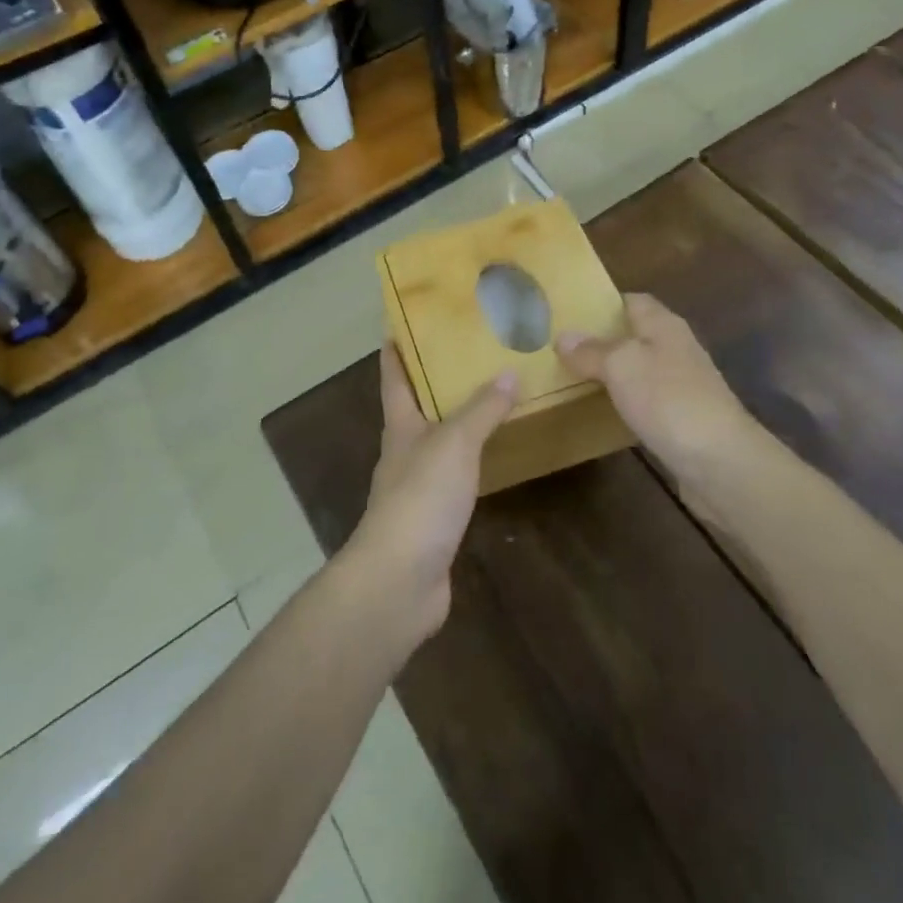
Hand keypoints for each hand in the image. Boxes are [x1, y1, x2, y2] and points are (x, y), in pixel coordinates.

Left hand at [344, 345, 518, 647]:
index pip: (394, 378)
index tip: (399, 323)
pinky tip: (491, 457)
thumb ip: (482, 409)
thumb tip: (508, 373)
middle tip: (468, 353)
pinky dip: (471, 460)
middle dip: (434, 382)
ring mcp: (417, 487)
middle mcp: (404, 452)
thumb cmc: (421, 497)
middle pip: (415, 408)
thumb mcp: (455, 442)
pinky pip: (455, 477)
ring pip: (437, 442)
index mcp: (400, 426)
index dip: (395, 350)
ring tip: (489, 398)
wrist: (400, 579)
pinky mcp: (433, 519)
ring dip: (456, 420)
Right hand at [558, 293, 757, 483]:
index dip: (603, 303)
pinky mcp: (682, 418)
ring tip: (571, 377)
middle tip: (561, 348)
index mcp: (664, 325)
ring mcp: (682, 385)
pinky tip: (602, 411)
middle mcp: (675, 348)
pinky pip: (646, 400)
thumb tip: (564, 336)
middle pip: (635, 334)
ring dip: (611, 372)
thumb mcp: (621, 366)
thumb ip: (592, 351)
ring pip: (639, 369)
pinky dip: (624, 401)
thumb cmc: (668, 399)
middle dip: (602, 340)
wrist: (720, 461)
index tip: (570, 312)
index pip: (633, 300)